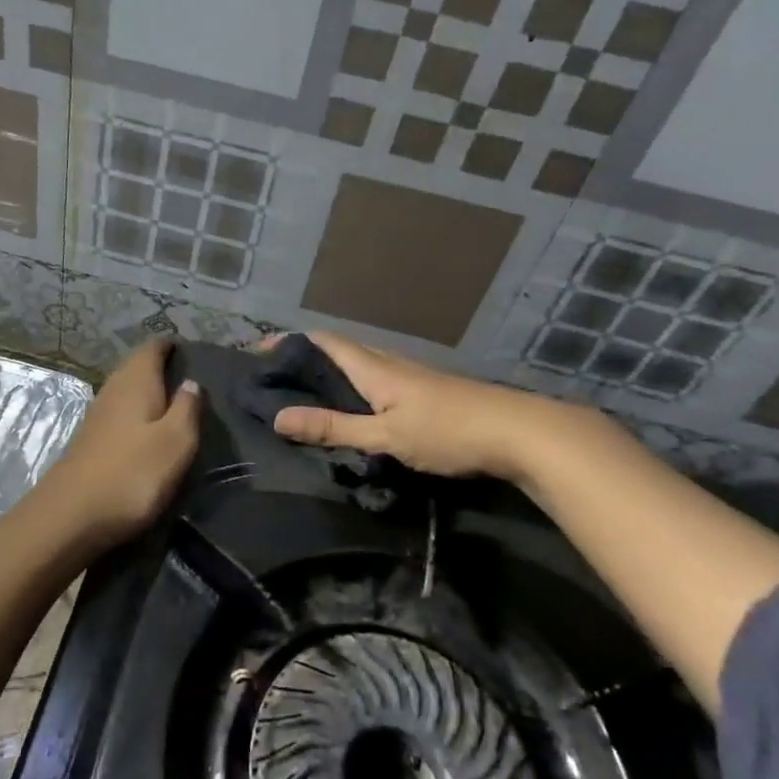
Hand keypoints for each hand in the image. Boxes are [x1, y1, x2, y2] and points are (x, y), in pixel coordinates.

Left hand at [29, 338, 201, 550]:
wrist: (72, 516)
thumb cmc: (133, 474)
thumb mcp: (176, 442)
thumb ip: (187, 408)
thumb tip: (191, 382)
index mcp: (136, 381)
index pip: (152, 347)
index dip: (171, 345)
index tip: (192, 352)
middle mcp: (113, 389)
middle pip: (137, 366)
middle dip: (160, 367)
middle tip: (189, 378)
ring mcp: (97, 415)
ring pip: (127, 390)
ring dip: (148, 392)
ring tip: (174, 404)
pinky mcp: (90, 440)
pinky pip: (119, 413)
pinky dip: (136, 414)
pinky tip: (147, 430)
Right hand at [269, 332, 557, 480]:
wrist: (519, 432)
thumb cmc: (447, 431)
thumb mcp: (384, 435)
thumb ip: (334, 427)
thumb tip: (279, 417)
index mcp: (374, 368)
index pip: (324, 342)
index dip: (290, 342)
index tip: (260, 352)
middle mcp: (390, 363)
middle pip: (341, 350)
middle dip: (307, 358)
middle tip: (278, 377)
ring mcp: (412, 377)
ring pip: (361, 365)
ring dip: (331, 372)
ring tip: (307, 393)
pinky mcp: (427, 392)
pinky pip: (378, 380)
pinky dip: (354, 387)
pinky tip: (356, 408)